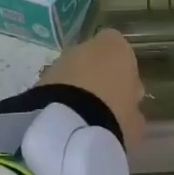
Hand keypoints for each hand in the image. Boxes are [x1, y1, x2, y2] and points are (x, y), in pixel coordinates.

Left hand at [42, 29, 146, 144]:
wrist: (68, 128)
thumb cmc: (115, 115)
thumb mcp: (136, 120)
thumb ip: (132, 110)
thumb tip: (129, 114)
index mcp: (116, 47)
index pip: (122, 51)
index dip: (124, 72)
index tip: (127, 94)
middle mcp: (85, 47)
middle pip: (95, 60)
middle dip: (98, 79)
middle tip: (103, 108)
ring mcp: (59, 62)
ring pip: (72, 74)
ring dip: (76, 91)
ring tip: (82, 120)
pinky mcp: (37, 81)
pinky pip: (55, 89)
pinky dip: (59, 101)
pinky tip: (65, 123)